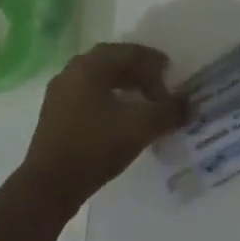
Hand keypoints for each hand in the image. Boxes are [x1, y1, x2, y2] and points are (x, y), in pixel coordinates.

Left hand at [23, 43, 187, 202]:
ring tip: (143, 103)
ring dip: (125, 85)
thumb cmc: (95, 147)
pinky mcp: (54, 115)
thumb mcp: (141, 127)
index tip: (172, 83)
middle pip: (114, 61)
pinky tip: (121, 118)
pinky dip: (109, 99)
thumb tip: (191, 104)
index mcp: (90, 66)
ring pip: (99, 78)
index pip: (131, 52)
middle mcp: (72, 72)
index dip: (156, 65)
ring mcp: (59, 94)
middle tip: (160, 87)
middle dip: (140, 72)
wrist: (48, 188)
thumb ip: (170, 111)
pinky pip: (88, 95)